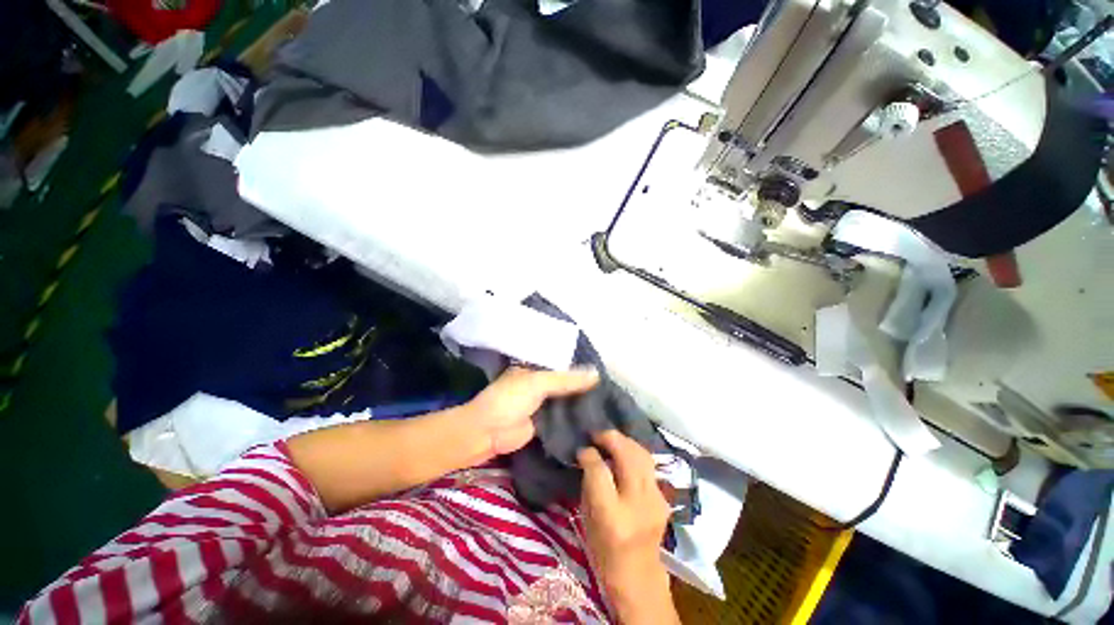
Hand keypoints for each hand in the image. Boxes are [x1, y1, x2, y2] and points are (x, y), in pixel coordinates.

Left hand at [467, 366, 599, 457]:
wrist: (488, 432)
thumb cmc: (510, 399)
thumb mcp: (538, 383)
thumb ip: (567, 380)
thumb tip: (597, 374)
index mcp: (536, 369)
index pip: (563, 365)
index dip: (581, 367)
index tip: (605, 370)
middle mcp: (541, 384)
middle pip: (567, 383)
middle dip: (584, 386)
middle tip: (612, 388)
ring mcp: (543, 404)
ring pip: (566, 400)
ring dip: (582, 402)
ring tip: (609, 402)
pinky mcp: (545, 423)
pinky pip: (563, 417)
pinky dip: (576, 418)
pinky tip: (596, 418)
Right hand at [578, 431, 678, 622]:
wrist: (638, 575)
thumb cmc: (603, 549)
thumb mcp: (587, 518)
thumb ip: (589, 483)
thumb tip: (589, 454)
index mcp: (611, 514)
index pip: (599, 470)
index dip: (589, 454)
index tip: (583, 448)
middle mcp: (637, 503)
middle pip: (626, 455)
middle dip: (610, 438)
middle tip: (597, 434)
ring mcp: (655, 499)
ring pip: (641, 455)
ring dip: (624, 441)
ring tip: (611, 439)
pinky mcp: (664, 498)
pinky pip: (648, 465)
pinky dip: (635, 454)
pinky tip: (625, 455)